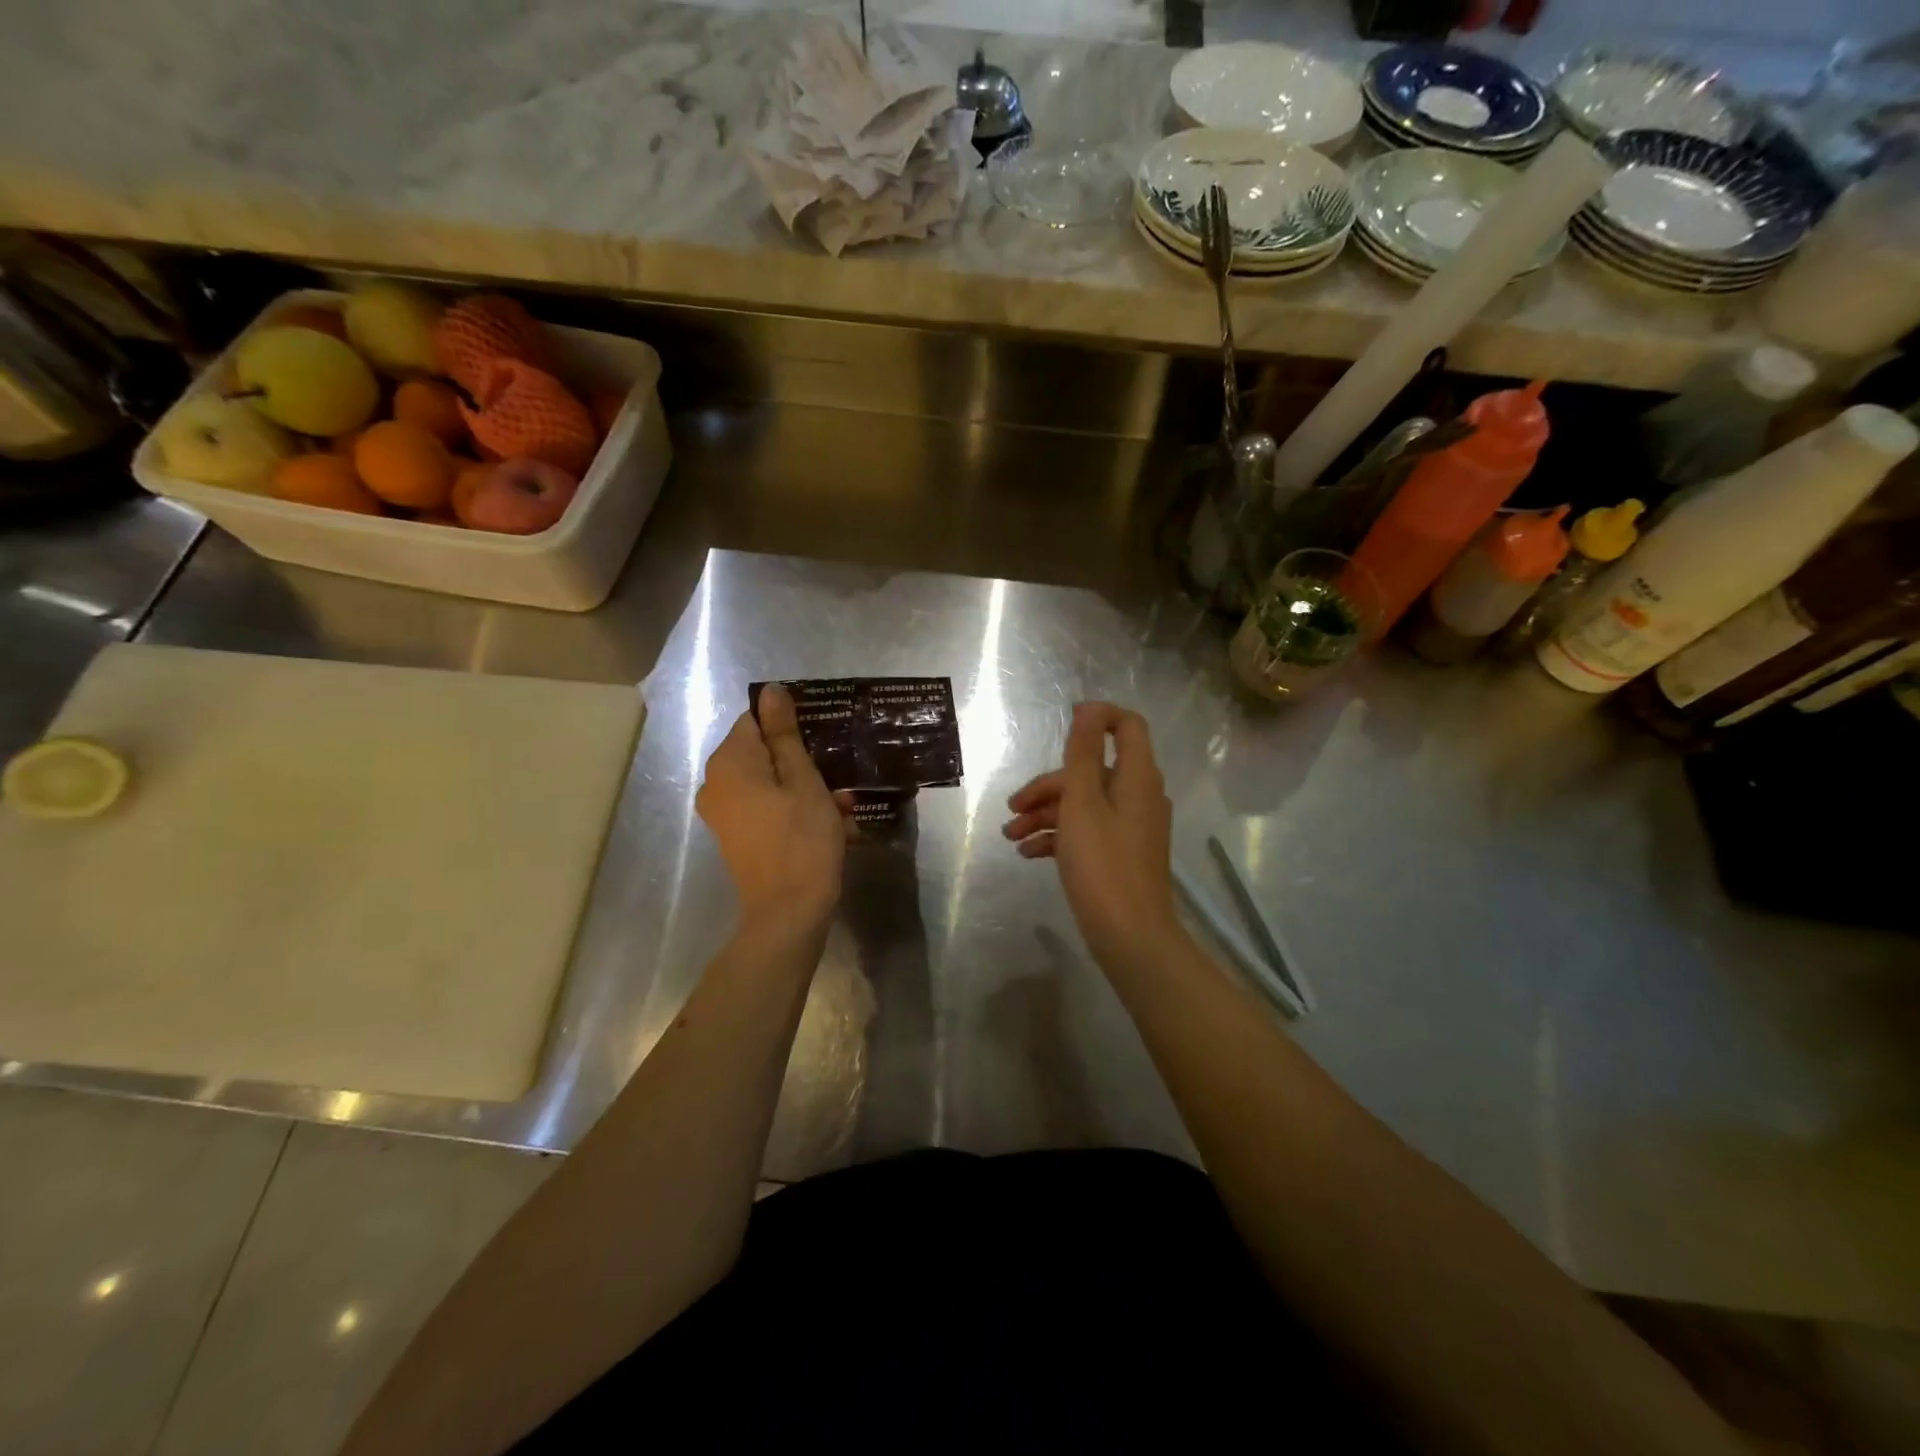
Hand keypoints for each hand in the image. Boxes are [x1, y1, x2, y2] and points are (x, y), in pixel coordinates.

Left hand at [697, 684, 846, 923]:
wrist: (788, 913)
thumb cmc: (802, 839)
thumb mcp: (803, 780)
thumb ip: (785, 733)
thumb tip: (771, 691)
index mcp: (729, 763)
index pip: (756, 720)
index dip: (791, 726)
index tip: (823, 742)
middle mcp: (716, 783)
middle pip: (763, 753)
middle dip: (804, 763)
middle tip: (841, 782)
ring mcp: (723, 812)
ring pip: (770, 782)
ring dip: (807, 790)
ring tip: (844, 810)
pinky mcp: (736, 836)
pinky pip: (766, 808)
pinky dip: (795, 811)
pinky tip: (830, 827)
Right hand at [1003, 703, 1182, 971]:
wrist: (1130, 936)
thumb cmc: (1102, 864)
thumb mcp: (1083, 802)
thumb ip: (1083, 753)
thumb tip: (1088, 708)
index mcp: (1136, 777)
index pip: (1127, 726)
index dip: (1097, 718)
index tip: (1062, 727)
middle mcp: (1138, 795)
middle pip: (1092, 770)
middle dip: (1049, 785)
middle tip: (1013, 808)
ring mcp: (1131, 826)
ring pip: (1085, 804)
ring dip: (1046, 814)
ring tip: (1011, 837)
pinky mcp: (1121, 853)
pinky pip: (1088, 831)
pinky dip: (1059, 836)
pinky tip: (1029, 854)